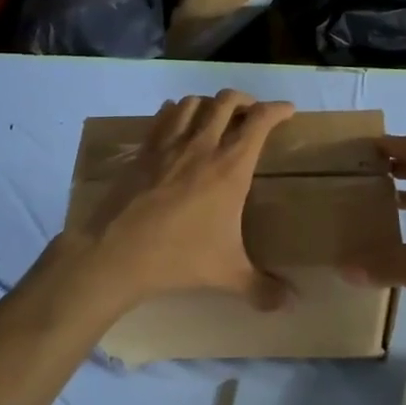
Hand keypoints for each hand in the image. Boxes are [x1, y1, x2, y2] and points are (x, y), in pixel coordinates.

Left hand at [58, 90, 294, 315]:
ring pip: (193, 102)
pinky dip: (176, 112)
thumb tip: (288, 304)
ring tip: (215, 117)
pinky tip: (177, 124)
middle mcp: (202, 146)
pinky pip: (163, 117)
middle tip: (252, 113)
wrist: (117, 253)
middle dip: (245, 100)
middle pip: (227, 101)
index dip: (277, 109)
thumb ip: (261, 288)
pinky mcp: (143, 151)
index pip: (260, 121)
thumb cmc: (179, 257)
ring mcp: (169, 145)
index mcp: (231, 167)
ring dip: (209, 104)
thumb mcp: (227, 274)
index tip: (287, 109)